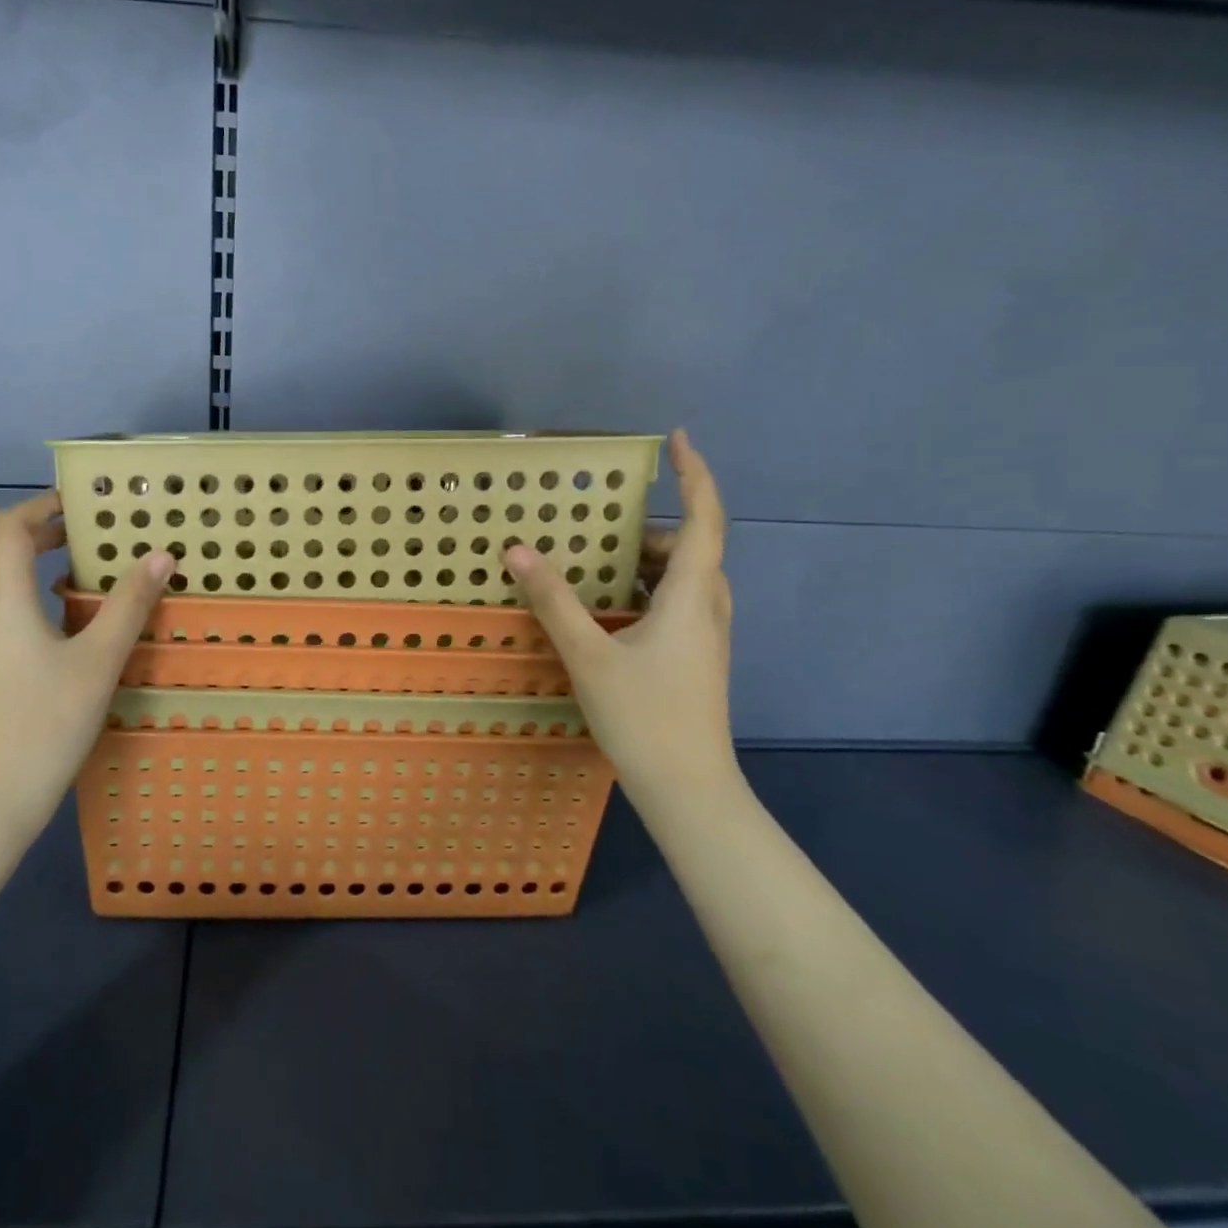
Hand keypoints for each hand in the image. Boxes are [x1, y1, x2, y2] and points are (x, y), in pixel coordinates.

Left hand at [0, 492, 170, 841]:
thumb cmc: (45, 726)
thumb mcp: (99, 663)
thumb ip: (129, 605)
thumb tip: (161, 555)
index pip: (7, 528)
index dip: (38, 507)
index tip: (75, 506)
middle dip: (14, 531)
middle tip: (60, 540)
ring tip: (30, 573)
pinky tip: (15, 624)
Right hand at [504, 430, 736, 801]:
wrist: (689, 789)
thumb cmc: (644, 716)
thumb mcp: (589, 654)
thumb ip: (554, 600)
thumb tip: (517, 551)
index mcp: (692, 596)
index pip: (704, 518)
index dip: (694, 474)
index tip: (677, 439)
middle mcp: (709, 607)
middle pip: (693, 546)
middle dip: (652, 526)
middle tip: (603, 523)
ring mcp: (707, 635)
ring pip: (685, 578)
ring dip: (648, 560)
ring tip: (600, 561)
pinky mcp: (698, 657)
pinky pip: (677, 603)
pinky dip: (647, 589)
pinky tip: (611, 609)